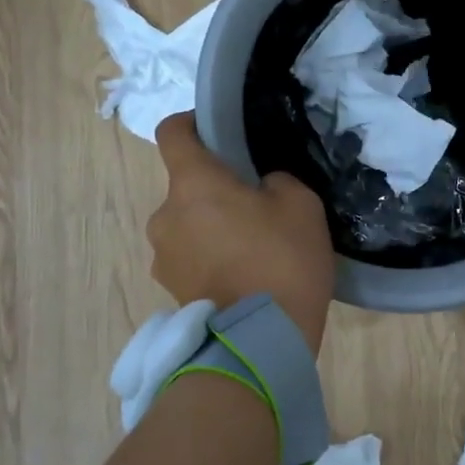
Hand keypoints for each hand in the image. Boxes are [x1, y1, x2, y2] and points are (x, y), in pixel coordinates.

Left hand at [148, 114, 335, 354]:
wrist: (261, 340)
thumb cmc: (281, 260)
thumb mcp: (301, 204)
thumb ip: (275, 182)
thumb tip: (260, 189)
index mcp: (192, 184)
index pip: (172, 132)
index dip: (191, 123)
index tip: (217, 133)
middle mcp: (165, 215)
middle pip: (185, 187)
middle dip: (214, 191)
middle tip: (255, 209)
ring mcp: (163, 256)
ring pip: (186, 225)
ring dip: (210, 228)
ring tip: (249, 251)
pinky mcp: (169, 290)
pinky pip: (189, 259)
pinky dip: (208, 260)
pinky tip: (241, 278)